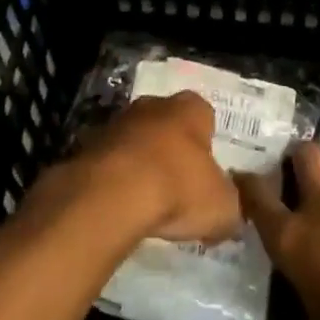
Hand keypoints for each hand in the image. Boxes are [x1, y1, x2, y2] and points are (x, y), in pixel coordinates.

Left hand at [76, 91, 242, 244]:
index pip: (205, 116)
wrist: (112, 195)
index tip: (207, 173)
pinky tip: (122, 208)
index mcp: (191, 108)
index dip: (208, 144)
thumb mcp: (222, 208)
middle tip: (179, 187)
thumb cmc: (177, 189)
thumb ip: (230, 207)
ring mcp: (117, 122)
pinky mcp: (88, 146)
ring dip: (141, 164)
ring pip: (137, 141)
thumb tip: (229, 214)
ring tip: (148, 203)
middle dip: (173, 150)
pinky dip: (116, 180)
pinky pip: (111, 162)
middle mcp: (154, 105)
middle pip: (168, 124)